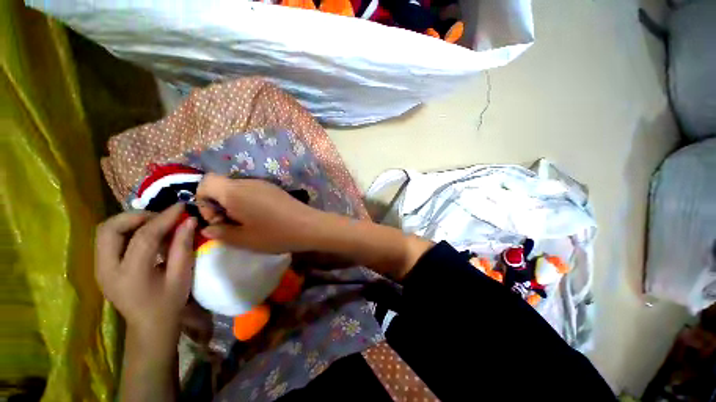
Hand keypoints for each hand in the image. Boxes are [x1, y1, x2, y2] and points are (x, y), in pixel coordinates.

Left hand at [95, 204, 196, 346]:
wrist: (148, 326)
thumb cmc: (169, 302)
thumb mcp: (182, 275)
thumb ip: (183, 246)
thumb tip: (189, 220)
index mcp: (130, 275)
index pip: (143, 237)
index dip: (163, 218)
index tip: (181, 206)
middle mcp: (106, 269)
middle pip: (110, 228)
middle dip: (137, 216)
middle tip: (161, 217)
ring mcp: (99, 268)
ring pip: (105, 231)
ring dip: (130, 221)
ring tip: (154, 224)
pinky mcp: (100, 266)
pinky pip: (108, 239)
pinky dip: (126, 230)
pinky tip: (144, 234)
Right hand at [196, 174, 324, 253]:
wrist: (309, 226)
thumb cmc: (275, 234)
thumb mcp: (243, 239)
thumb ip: (221, 233)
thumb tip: (209, 228)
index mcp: (235, 191)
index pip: (206, 181)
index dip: (203, 200)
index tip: (217, 219)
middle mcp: (248, 182)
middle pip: (222, 186)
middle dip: (219, 204)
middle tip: (232, 224)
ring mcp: (264, 184)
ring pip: (238, 189)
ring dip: (235, 204)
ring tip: (247, 223)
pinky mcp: (275, 189)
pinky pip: (253, 191)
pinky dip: (248, 202)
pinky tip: (261, 217)